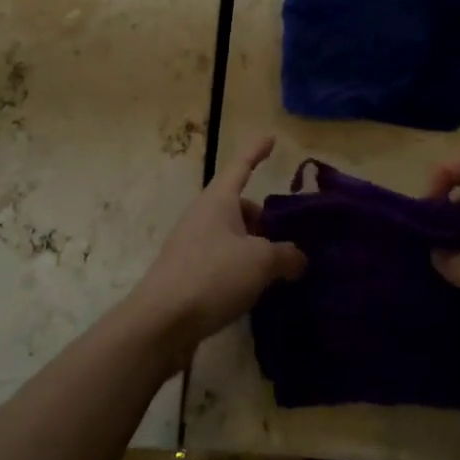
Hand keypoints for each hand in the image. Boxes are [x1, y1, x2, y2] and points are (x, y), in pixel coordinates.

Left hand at [124, 135, 305, 369]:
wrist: (161, 321)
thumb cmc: (212, 276)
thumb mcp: (261, 261)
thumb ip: (286, 255)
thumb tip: (298, 258)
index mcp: (218, 201)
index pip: (241, 166)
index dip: (256, 151)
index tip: (270, 137)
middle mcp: (202, 216)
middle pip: (238, 206)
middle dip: (262, 218)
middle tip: (286, 237)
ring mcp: (191, 245)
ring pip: (231, 236)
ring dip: (253, 247)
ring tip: (276, 270)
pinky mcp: (187, 273)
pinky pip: (222, 260)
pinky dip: (240, 268)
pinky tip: (254, 290)